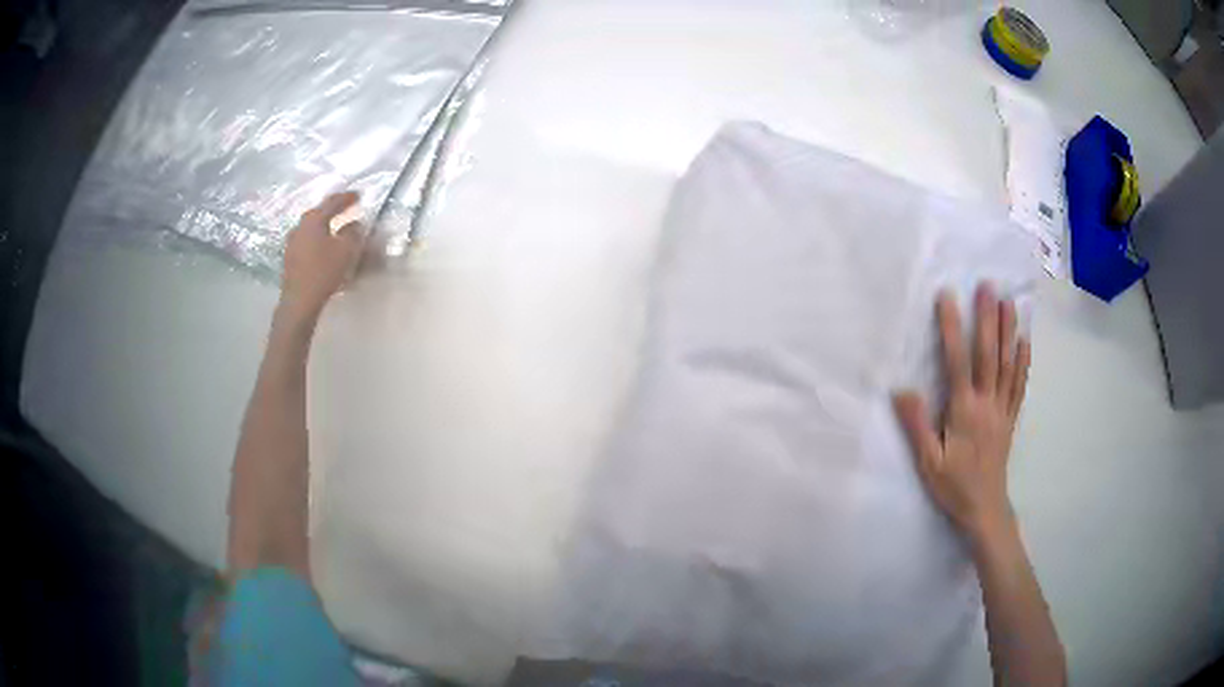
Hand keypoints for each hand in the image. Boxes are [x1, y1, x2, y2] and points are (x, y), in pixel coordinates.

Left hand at [280, 191, 363, 321]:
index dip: (346, 198)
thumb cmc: (323, 271)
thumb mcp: (346, 251)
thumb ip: (353, 233)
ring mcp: (292, 243)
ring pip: (312, 228)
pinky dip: (318, 240)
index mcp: (314, 220)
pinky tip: (324, 247)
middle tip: (346, 208)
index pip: (332, 202)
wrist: (299, 301)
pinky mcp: (290, 258)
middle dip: (333, 210)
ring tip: (336, 229)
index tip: (358, 195)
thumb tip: (356, 224)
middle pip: (319, 213)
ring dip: (325, 226)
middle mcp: (300, 226)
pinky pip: (307, 241)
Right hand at [893, 284, 1030, 544]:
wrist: (984, 509)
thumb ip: (916, 426)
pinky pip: (1019, 384)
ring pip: (1008, 363)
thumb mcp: (928, 463)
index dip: (953, 328)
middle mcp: (987, 403)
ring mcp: (1002, 409)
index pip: (958, 362)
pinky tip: (1024, 341)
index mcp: (964, 411)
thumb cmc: (953, 487)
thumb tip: (901, 390)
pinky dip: (1023, 360)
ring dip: (1009, 330)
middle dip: (988, 317)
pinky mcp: (1010, 418)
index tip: (948, 297)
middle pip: (989, 354)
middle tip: (988, 286)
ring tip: (1009, 301)